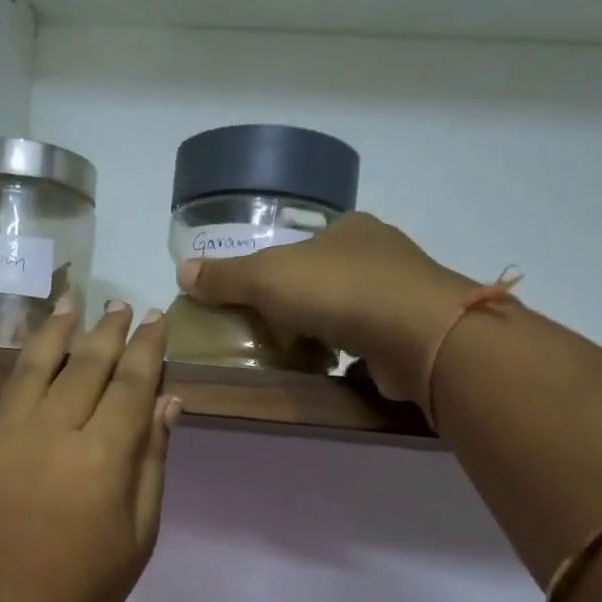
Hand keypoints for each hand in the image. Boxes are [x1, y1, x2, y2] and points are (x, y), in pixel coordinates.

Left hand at [0, 302, 179, 601]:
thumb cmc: (84, 593)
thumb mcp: (139, 536)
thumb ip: (152, 463)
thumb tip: (167, 401)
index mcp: (102, 456)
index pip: (131, 385)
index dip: (146, 349)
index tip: (154, 319)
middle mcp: (51, 432)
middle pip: (85, 366)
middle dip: (106, 331)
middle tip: (118, 304)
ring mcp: (0, 438)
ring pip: (30, 366)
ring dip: (52, 330)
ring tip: (68, 301)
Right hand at [175, 212, 480, 404]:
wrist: (419, 335)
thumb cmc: (339, 291)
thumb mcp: (268, 277)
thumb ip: (227, 276)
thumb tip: (183, 271)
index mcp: (350, 229)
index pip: (307, 242)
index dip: (279, 267)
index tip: (259, 297)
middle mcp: (382, 254)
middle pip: (329, 276)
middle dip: (303, 303)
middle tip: (271, 330)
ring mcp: (403, 295)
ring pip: (353, 310)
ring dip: (328, 330)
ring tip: (297, 354)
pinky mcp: (414, 335)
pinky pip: (372, 343)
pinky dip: (352, 356)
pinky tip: (332, 372)